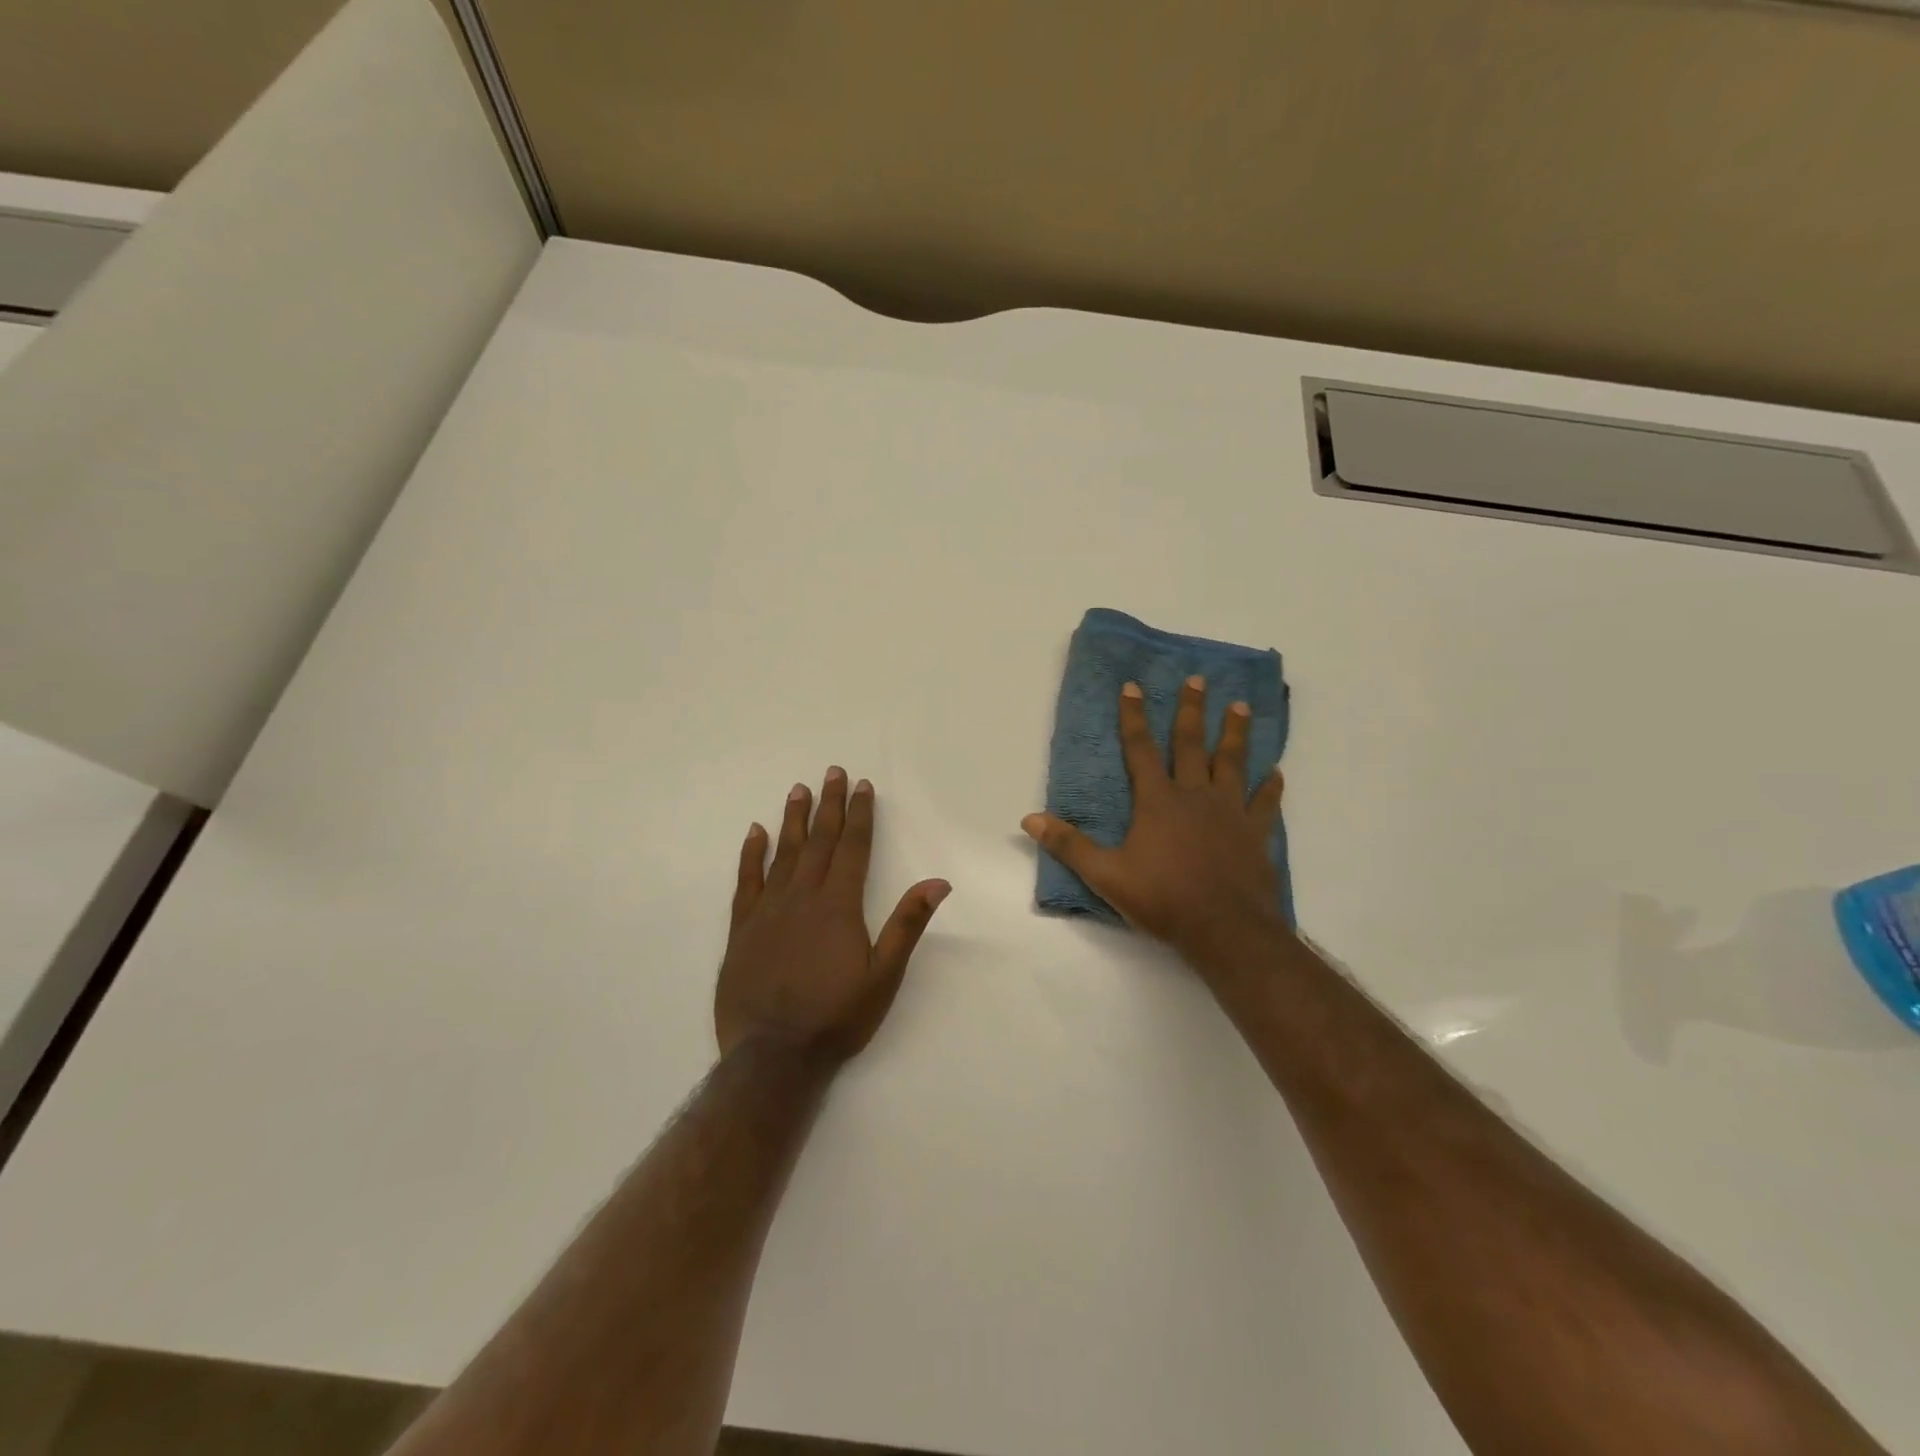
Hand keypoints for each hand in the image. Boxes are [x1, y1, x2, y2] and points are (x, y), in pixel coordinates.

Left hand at [716, 768, 950, 1065]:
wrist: (773, 1055)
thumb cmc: (836, 1017)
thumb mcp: (884, 976)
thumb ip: (907, 925)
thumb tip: (937, 882)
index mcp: (839, 906)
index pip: (853, 848)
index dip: (859, 815)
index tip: (862, 786)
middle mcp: (802, 897)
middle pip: (820, 841)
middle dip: (830, 805)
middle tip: (833, 772)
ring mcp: (768, 910)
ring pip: (784, 853)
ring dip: (794, 820)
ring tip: (800, 790)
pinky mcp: (742, 928)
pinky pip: (746, 881)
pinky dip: (751, 854)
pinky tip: (755, 832)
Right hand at [1022, 676, 1286, 963]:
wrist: (1225, 928)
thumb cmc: (1163, 898)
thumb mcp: (1106, 874)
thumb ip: (1069, 845)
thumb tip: (1029, 819)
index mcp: (1157, 801)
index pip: (1140, 749)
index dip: (1133, 717)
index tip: (1133, 686)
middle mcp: (1194, 796)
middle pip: (1191, 744)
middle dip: (1191, 710)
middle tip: (1198, 679)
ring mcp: (1229, 812)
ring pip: (1232, 763)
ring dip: (1235, 734)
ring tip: (1240, 706)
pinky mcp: (1255, 834)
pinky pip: (1265, 803)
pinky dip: (1270, 787)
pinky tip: (1277, 772)